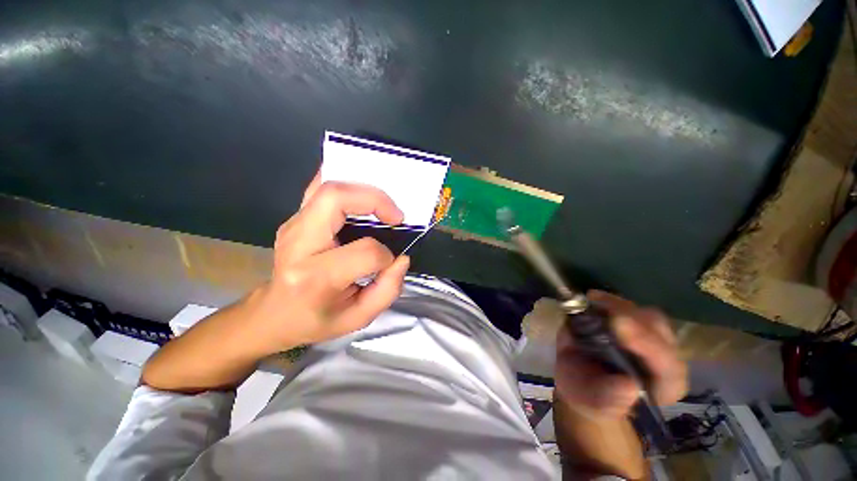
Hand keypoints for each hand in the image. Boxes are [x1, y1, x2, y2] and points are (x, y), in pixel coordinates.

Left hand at [248, 173, 410, 355]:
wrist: (273, 314)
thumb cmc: (316, 319)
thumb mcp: (357, 319)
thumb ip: (388, 290)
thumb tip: (401, 258)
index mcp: (314, 277)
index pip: (364, 252)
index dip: (385, 255)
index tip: (390, 262)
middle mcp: (299, 243)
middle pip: (336, 198)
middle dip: (375, 200)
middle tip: (395, 216)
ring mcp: (294, 225)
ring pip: (328, 187)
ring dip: (363, 190)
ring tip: (383, 207)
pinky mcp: (296, 218)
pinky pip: (320, 188)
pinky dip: (345, 184)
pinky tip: (361, 194)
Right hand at [555, 290, 686, 418]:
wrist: (580, 379)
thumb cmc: (588, 396)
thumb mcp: (592, 404)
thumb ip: (609, 400)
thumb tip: (628, 385)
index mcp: (663, 386)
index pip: (668, 366)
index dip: (647, 344)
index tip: (617, 324)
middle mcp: (664, 359)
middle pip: (660, 333)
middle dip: (631, 319)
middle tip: (599, 307)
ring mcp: (650, 337)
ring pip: (646, 315)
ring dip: (619, 306)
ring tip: (592, 302)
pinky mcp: (633, 322)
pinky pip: (628, 307)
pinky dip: (610, 300)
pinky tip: (592, 299)